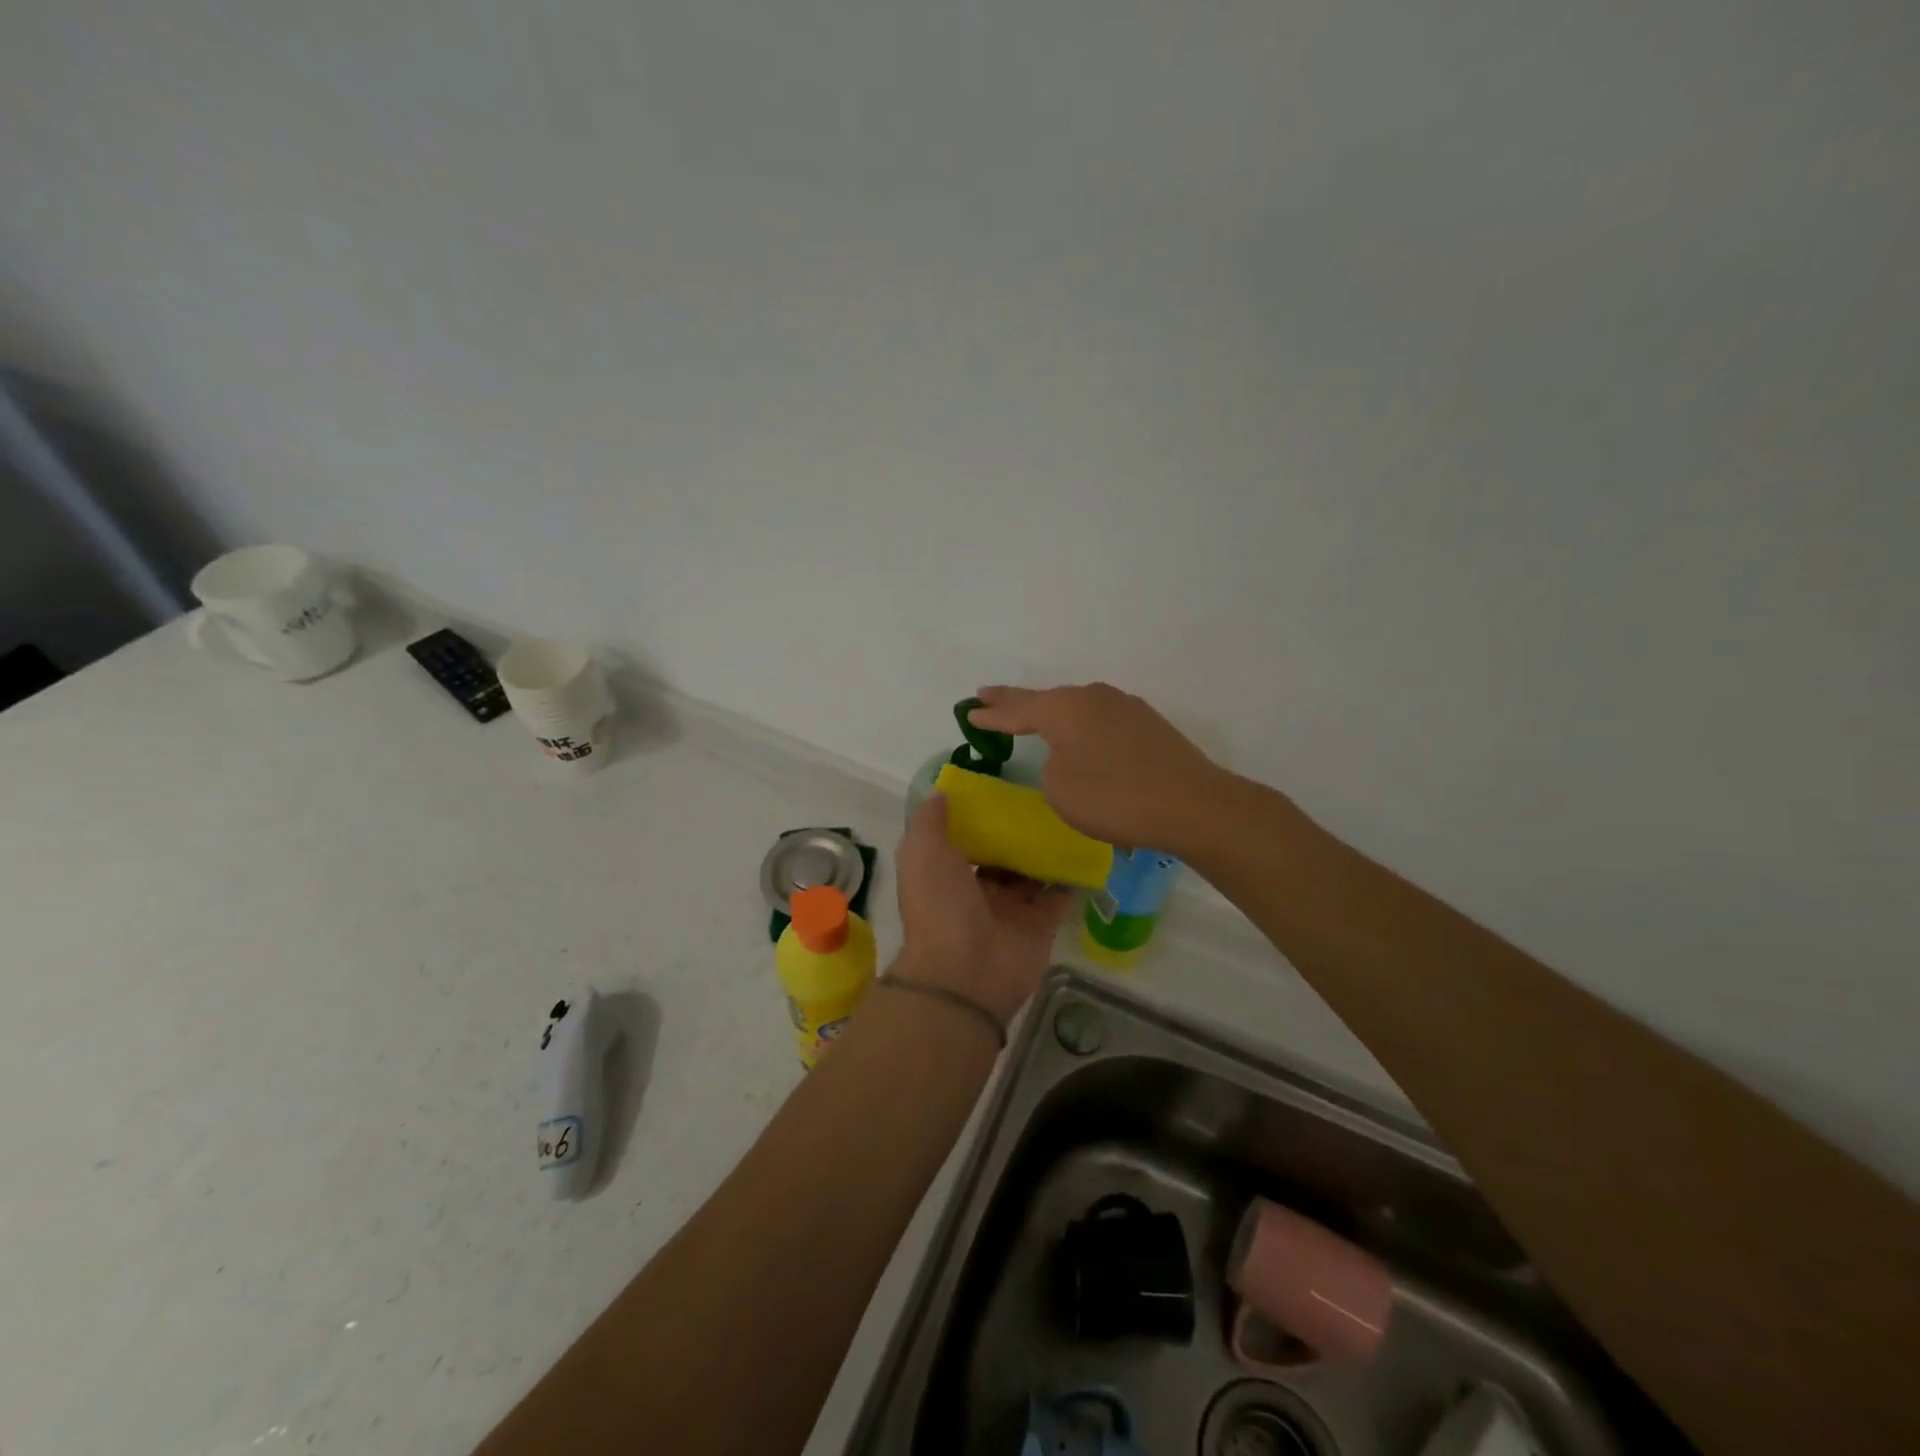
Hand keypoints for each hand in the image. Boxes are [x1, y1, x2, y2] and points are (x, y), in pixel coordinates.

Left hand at [894, 794, 1074, 1024]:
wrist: (966, 970)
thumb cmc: (940, 905)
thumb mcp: (922, 852)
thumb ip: (931, 821)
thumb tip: (941, 792)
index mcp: (946, 875)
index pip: (965, 841)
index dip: (979, 818)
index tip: (1000, 790)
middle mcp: (978, 892)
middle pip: (1001, 856)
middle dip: (1017, 833)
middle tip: (1041, 800)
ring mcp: (1011, 910)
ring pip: (1031, 873)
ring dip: (1046, 850)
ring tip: (1067, 816)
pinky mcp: (1041, 925)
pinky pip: (1059, 896)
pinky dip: (1071, 877)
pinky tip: (1085, 848)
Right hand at [968, 682, 1237, 855]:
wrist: (1193, 805)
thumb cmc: (1116, 798)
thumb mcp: (1060, 789)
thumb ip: (1050, 767)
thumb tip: (1067, 757)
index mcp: (1066, 708)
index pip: (1018, 709)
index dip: (992, 713)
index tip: (969, 709)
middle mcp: (1094, 698)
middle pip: (1047, 700)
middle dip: (1017, 702)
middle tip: (989, 697)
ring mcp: (1125, 708)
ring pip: (1077, 709)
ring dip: (1053, 715)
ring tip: (1033, 716)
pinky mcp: (1148, 725)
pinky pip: (1101, 722)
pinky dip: (1082, 729)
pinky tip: (1082, 738)